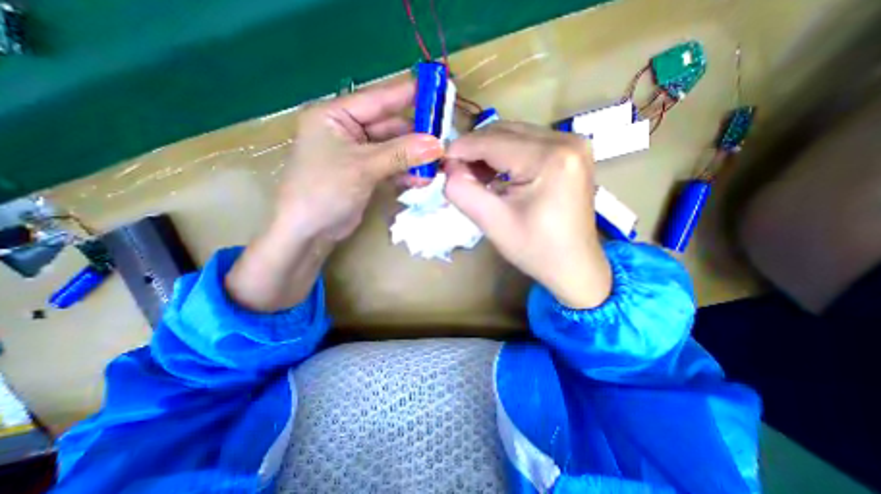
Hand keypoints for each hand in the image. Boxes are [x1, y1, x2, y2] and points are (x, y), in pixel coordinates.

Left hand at [225, 76, 443, 309]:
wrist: (309, 232)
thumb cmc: (324, 190)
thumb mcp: (363, 167)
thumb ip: (401, 154)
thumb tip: (437, 144)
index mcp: (336, 115)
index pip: (378, 99)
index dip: (408, 95)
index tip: (438, 91)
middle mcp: (347, 131)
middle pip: (390, 127)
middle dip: (416, 136)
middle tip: (444, 141)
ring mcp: (359, 154)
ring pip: (394, 149)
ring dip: (414, 158)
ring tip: (436, 166)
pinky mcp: (366, 174)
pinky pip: (392, 167)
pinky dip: (406, 172)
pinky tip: (422, 179)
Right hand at [444, 121, 610, 308]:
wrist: (574, 266)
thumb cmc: (535, 249)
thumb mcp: (492, 222)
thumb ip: (463, 191)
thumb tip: (448, 168)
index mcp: (550, 158)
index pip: (493, 141)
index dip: (461, 149)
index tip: (439, 162)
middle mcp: (566, 140)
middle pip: (504, 131)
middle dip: (474, 150)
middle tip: (455, 172)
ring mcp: (572, 143)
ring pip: (514, 135)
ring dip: (488, 152)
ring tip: (474, 177)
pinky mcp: (570, 152)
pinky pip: (527, 143)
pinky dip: (505, 155)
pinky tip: (495, 175)